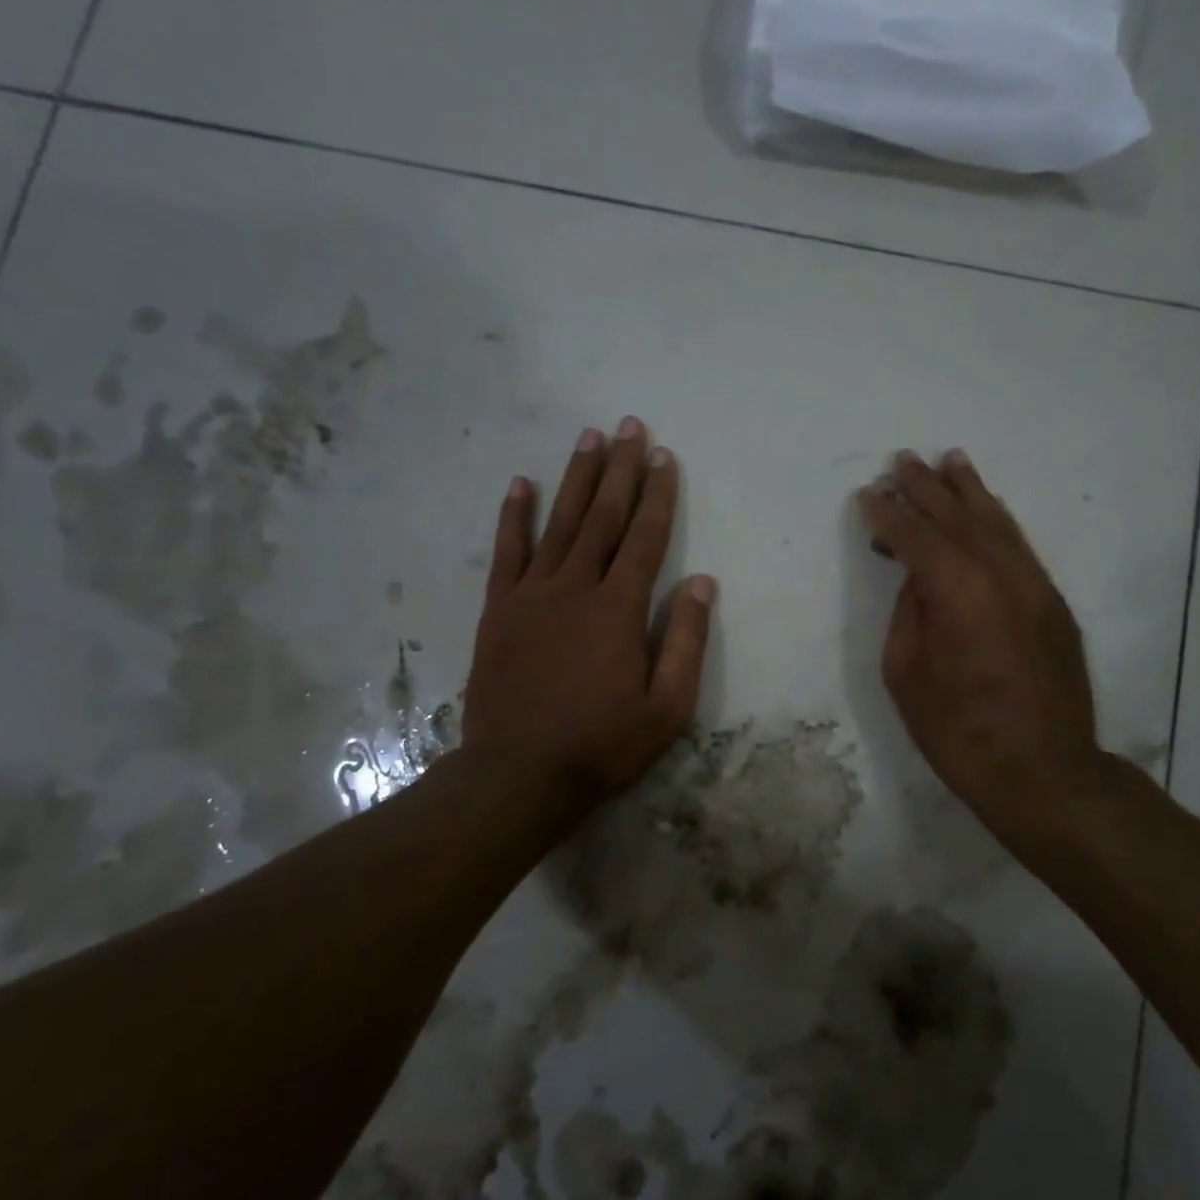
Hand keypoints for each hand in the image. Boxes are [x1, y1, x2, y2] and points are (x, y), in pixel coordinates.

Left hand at [463, 418, 714, 805]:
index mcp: (619, 609)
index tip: (664, 456)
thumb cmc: (603, 743)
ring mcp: (532, 595)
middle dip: (621, 470)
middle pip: (604, 517)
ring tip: (589, 438)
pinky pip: (507, 552)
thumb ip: (684, 640)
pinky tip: (522, 484)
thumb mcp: (667, 706)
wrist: (520, 772)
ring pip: (559, 523)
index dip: (658, 495)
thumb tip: (700, 582)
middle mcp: (576, 587)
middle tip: (629, 427)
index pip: (646, 538)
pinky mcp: (499, 610)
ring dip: (576, 479)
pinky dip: (514, 516)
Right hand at [858, 449, 1109, 839]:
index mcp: (958, 591)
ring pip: (997, 524)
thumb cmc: (959, 731)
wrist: (1043, 771)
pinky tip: (985, 510)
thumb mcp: (907, 675)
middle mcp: (1001, 574)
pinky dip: (997, 522)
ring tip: (949, 461)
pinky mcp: (1052, 603)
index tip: (867, 495)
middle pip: (958, 518)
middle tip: (902, 460)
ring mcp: (1034, 586)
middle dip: (927, 488)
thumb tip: (918, 581)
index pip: (916, 537)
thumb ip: (909, 614)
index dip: (889, 514)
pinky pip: (1019, 547)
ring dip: (969, 492)